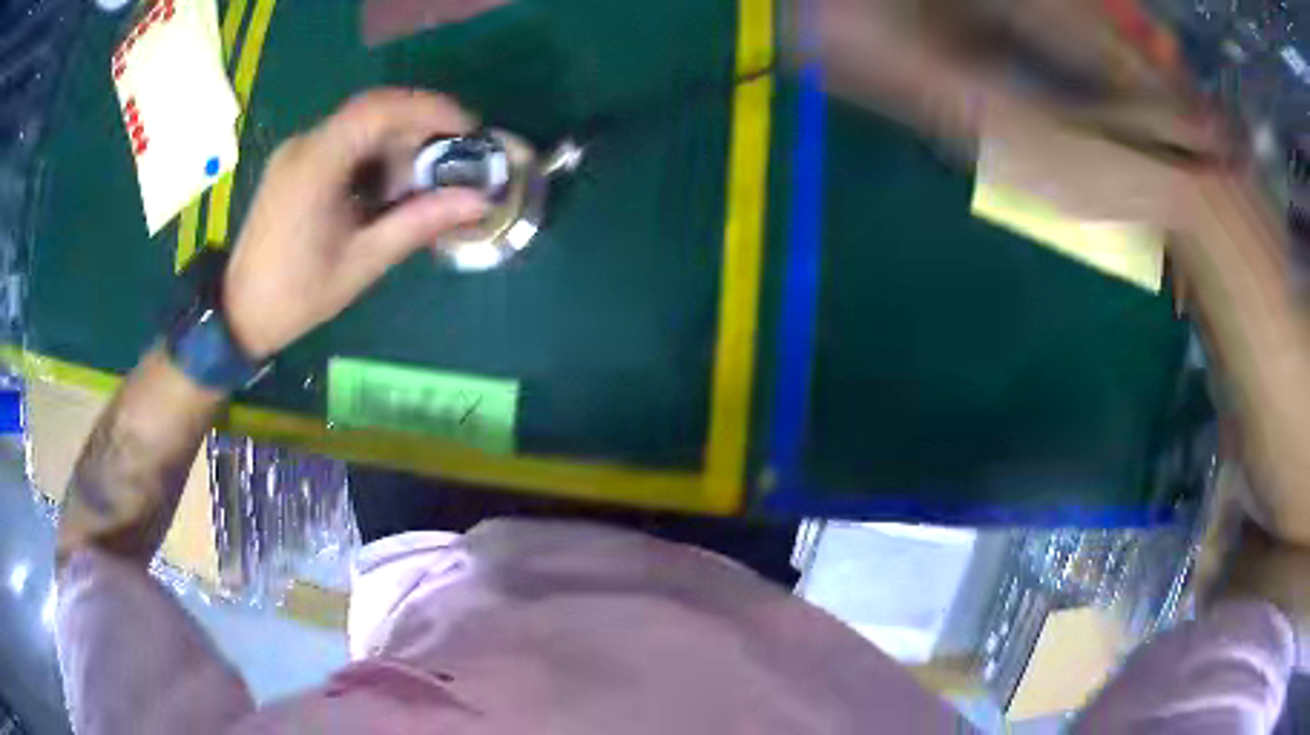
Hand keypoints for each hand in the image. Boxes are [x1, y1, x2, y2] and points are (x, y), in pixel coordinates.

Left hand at [223, 88, 488, 359]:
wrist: (239, 313)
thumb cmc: (296, 296)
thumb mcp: (362, 263)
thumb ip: (418, 223)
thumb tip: (478, 202)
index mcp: (315, 165)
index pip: (379, 110)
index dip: (430, 109)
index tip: (468, 130)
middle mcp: (304, 145)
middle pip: (373, 110)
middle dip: (419, 125)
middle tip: (453, 156)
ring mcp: (297, 151)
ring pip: (360, 123)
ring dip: (398, 141)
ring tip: (419, 180)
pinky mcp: (295, 163)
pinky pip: (344, 140)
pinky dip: (375, 153)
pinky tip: (385, 186)